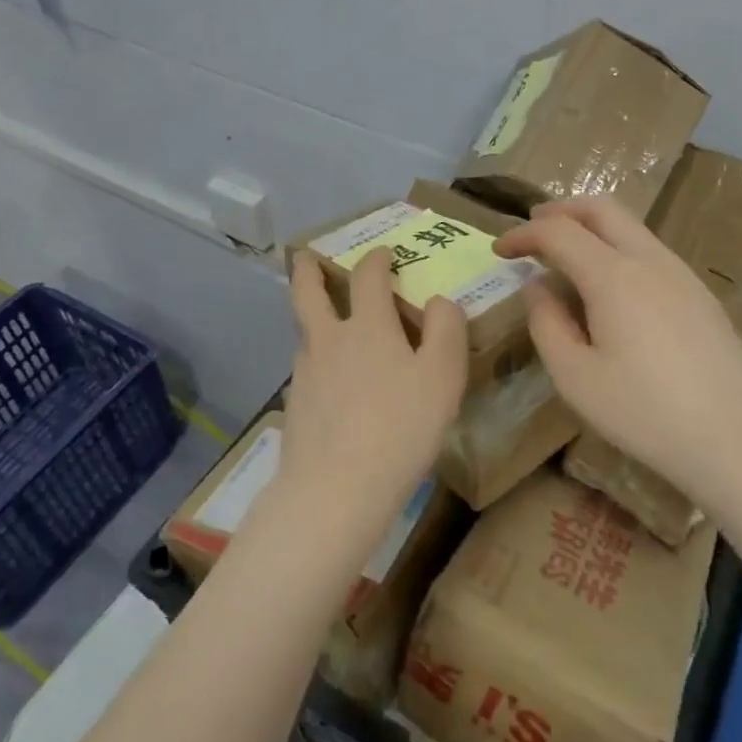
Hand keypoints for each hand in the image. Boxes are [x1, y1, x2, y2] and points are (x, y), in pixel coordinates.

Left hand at [262, 249, 468, 554]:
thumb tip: (439, 301)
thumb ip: (446, 330)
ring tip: (324, 321)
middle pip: (307, 292)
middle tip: (306, 256)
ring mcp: (305, 373)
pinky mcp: (295, 405)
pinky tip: (329, 381)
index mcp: (367, 326)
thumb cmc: (400, 427)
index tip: (383, 254)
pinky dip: (316, 360)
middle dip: (308, 270)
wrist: (336, 488)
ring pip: (305, 332)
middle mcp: (328, 340)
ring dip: (312, 316)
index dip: (376, 259)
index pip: (368, 277)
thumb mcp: (442, 376)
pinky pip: (306, 369)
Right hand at [492, 198, 741, 504]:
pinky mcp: (700, 294)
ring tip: (565, 256)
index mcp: (614, 277)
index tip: (499, 251)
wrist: (735, 439)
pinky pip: (649, 250)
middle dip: (560, 210)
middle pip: (601, 208)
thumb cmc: (644, 413)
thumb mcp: (575, 377)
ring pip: (630, 226)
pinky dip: (617, 248)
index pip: (558, 232)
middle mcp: (649, 260)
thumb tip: (537, 287)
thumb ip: (547, 324)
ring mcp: (681, 274)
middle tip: (532, 230)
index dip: (523, 234)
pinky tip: (609, 286)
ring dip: (591, 227)